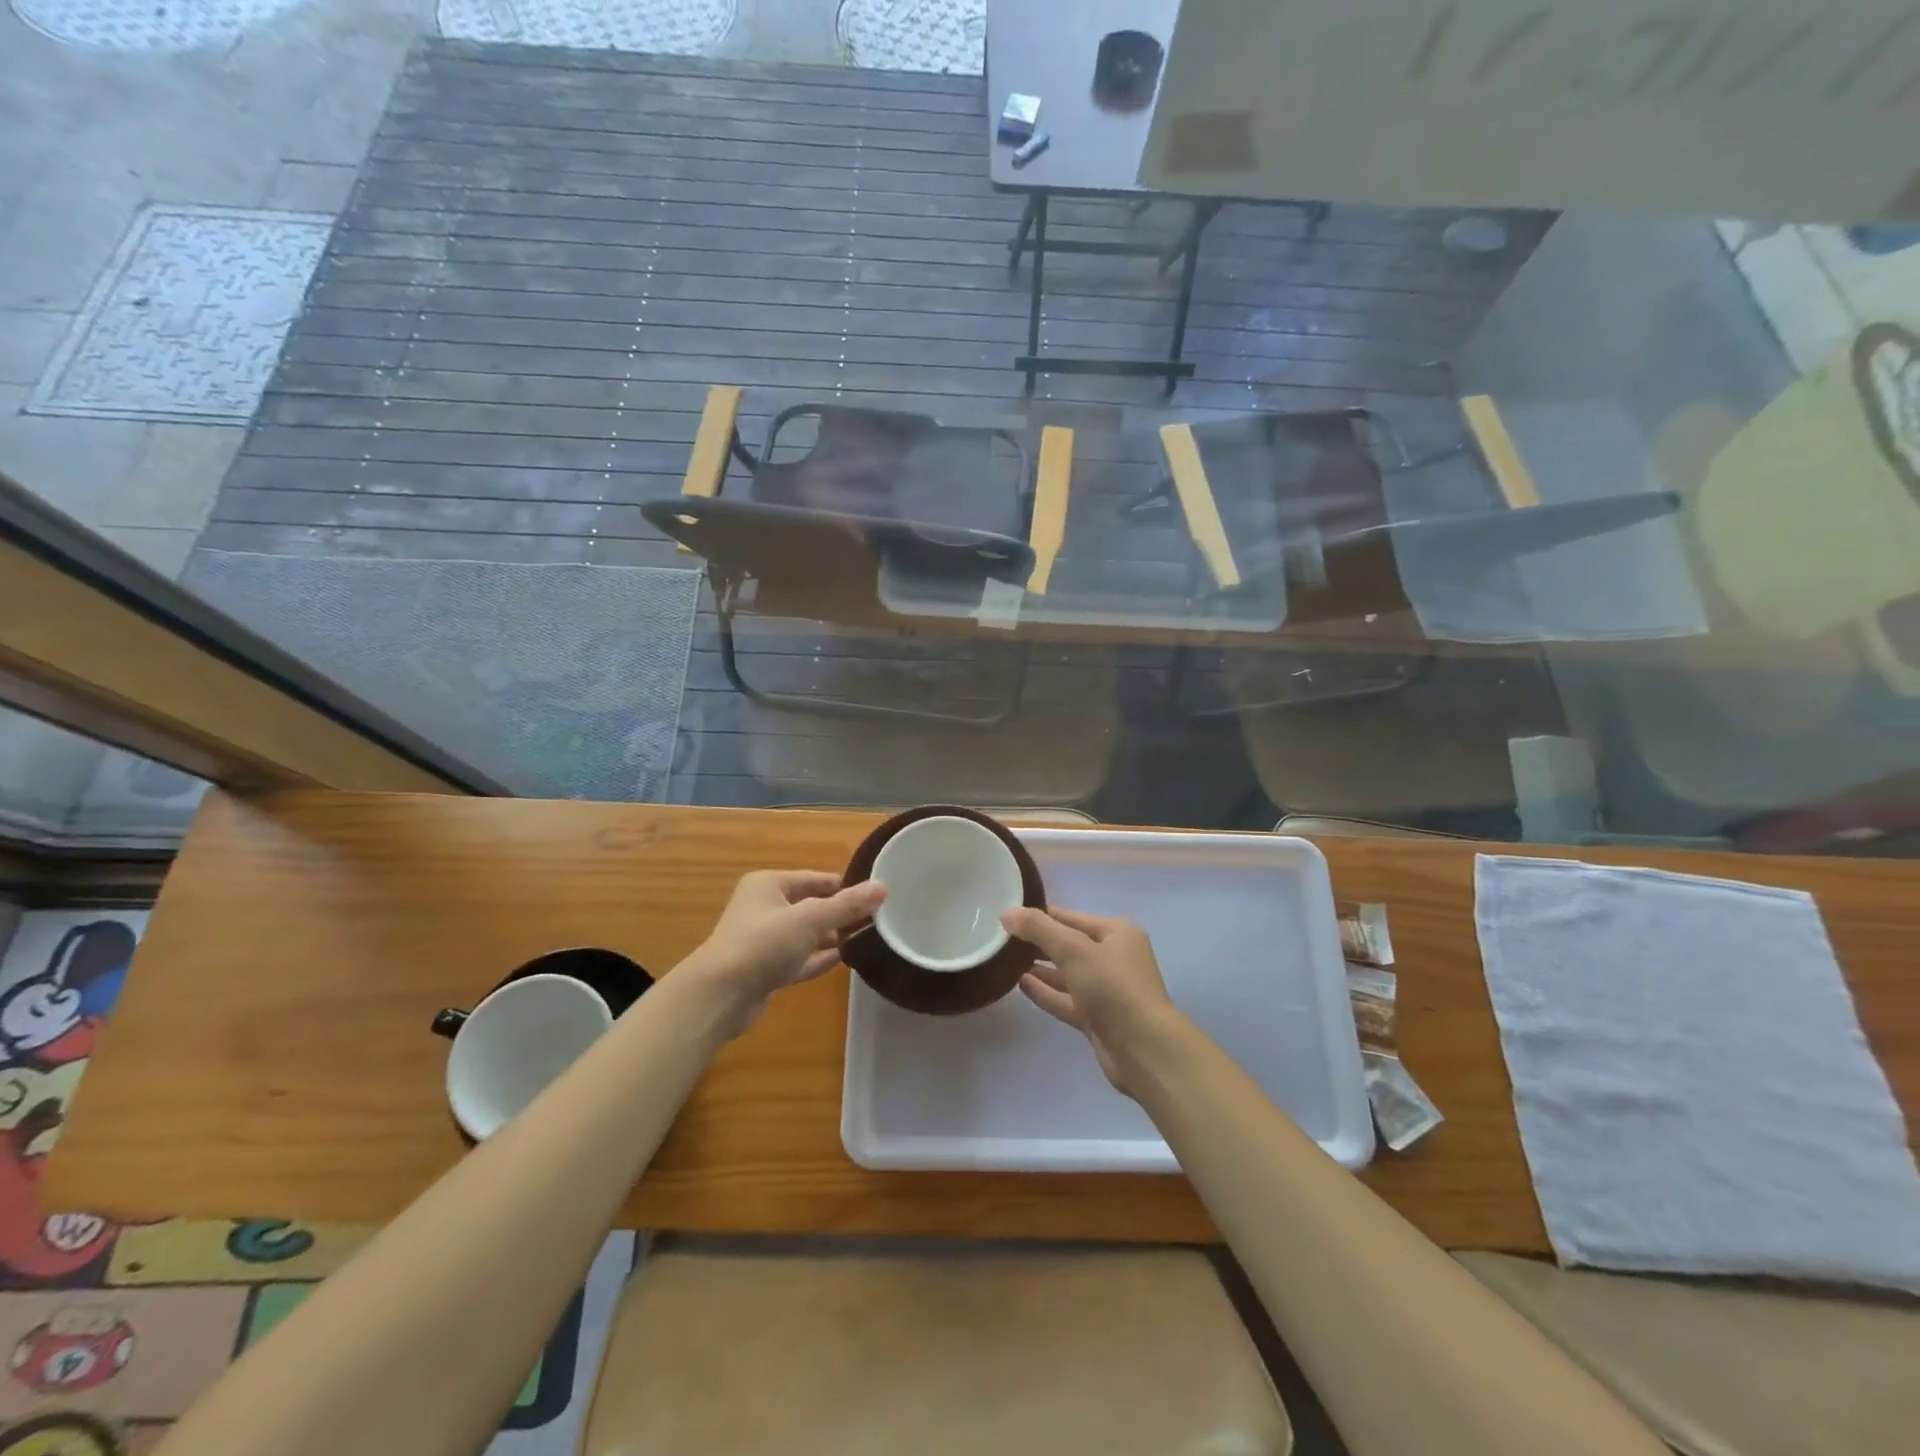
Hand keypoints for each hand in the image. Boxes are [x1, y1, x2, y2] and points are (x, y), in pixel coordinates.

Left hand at [688, 871, 884, 1035]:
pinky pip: (797, 958)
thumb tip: (882, 887)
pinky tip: (842, 960)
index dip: (843, 885)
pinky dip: (817, 958)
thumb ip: (847, 905)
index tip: (873, 894)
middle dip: (838, 912)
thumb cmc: (764, 943)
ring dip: (829, 936)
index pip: (814, 878)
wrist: (721, 994)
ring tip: (863, 937)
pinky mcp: (763, 970)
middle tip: (873, 918)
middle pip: (808, 905)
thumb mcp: (811, 919)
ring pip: (803, 933)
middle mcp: (762, 908)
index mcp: (768, 884)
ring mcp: (761, 941)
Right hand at [1001, 906, 1183, 1096]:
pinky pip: (1066, 999)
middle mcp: (1114, 958)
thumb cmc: (1112, 987)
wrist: (1143, 1049)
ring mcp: (1106, 990)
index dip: (1040, 916)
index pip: (1070, 917)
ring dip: (1040, 968)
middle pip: (1069, 945)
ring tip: (1007, 961)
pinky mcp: (1097, 1018)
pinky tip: (1021, 985)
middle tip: (1001, 939)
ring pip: (1067, 974)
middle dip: (1038, 942)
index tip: (1008, 916)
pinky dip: (1046, 992)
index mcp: (1116, 933)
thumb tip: (1006, 912)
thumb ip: (1039, 929)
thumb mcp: (1073, 949)